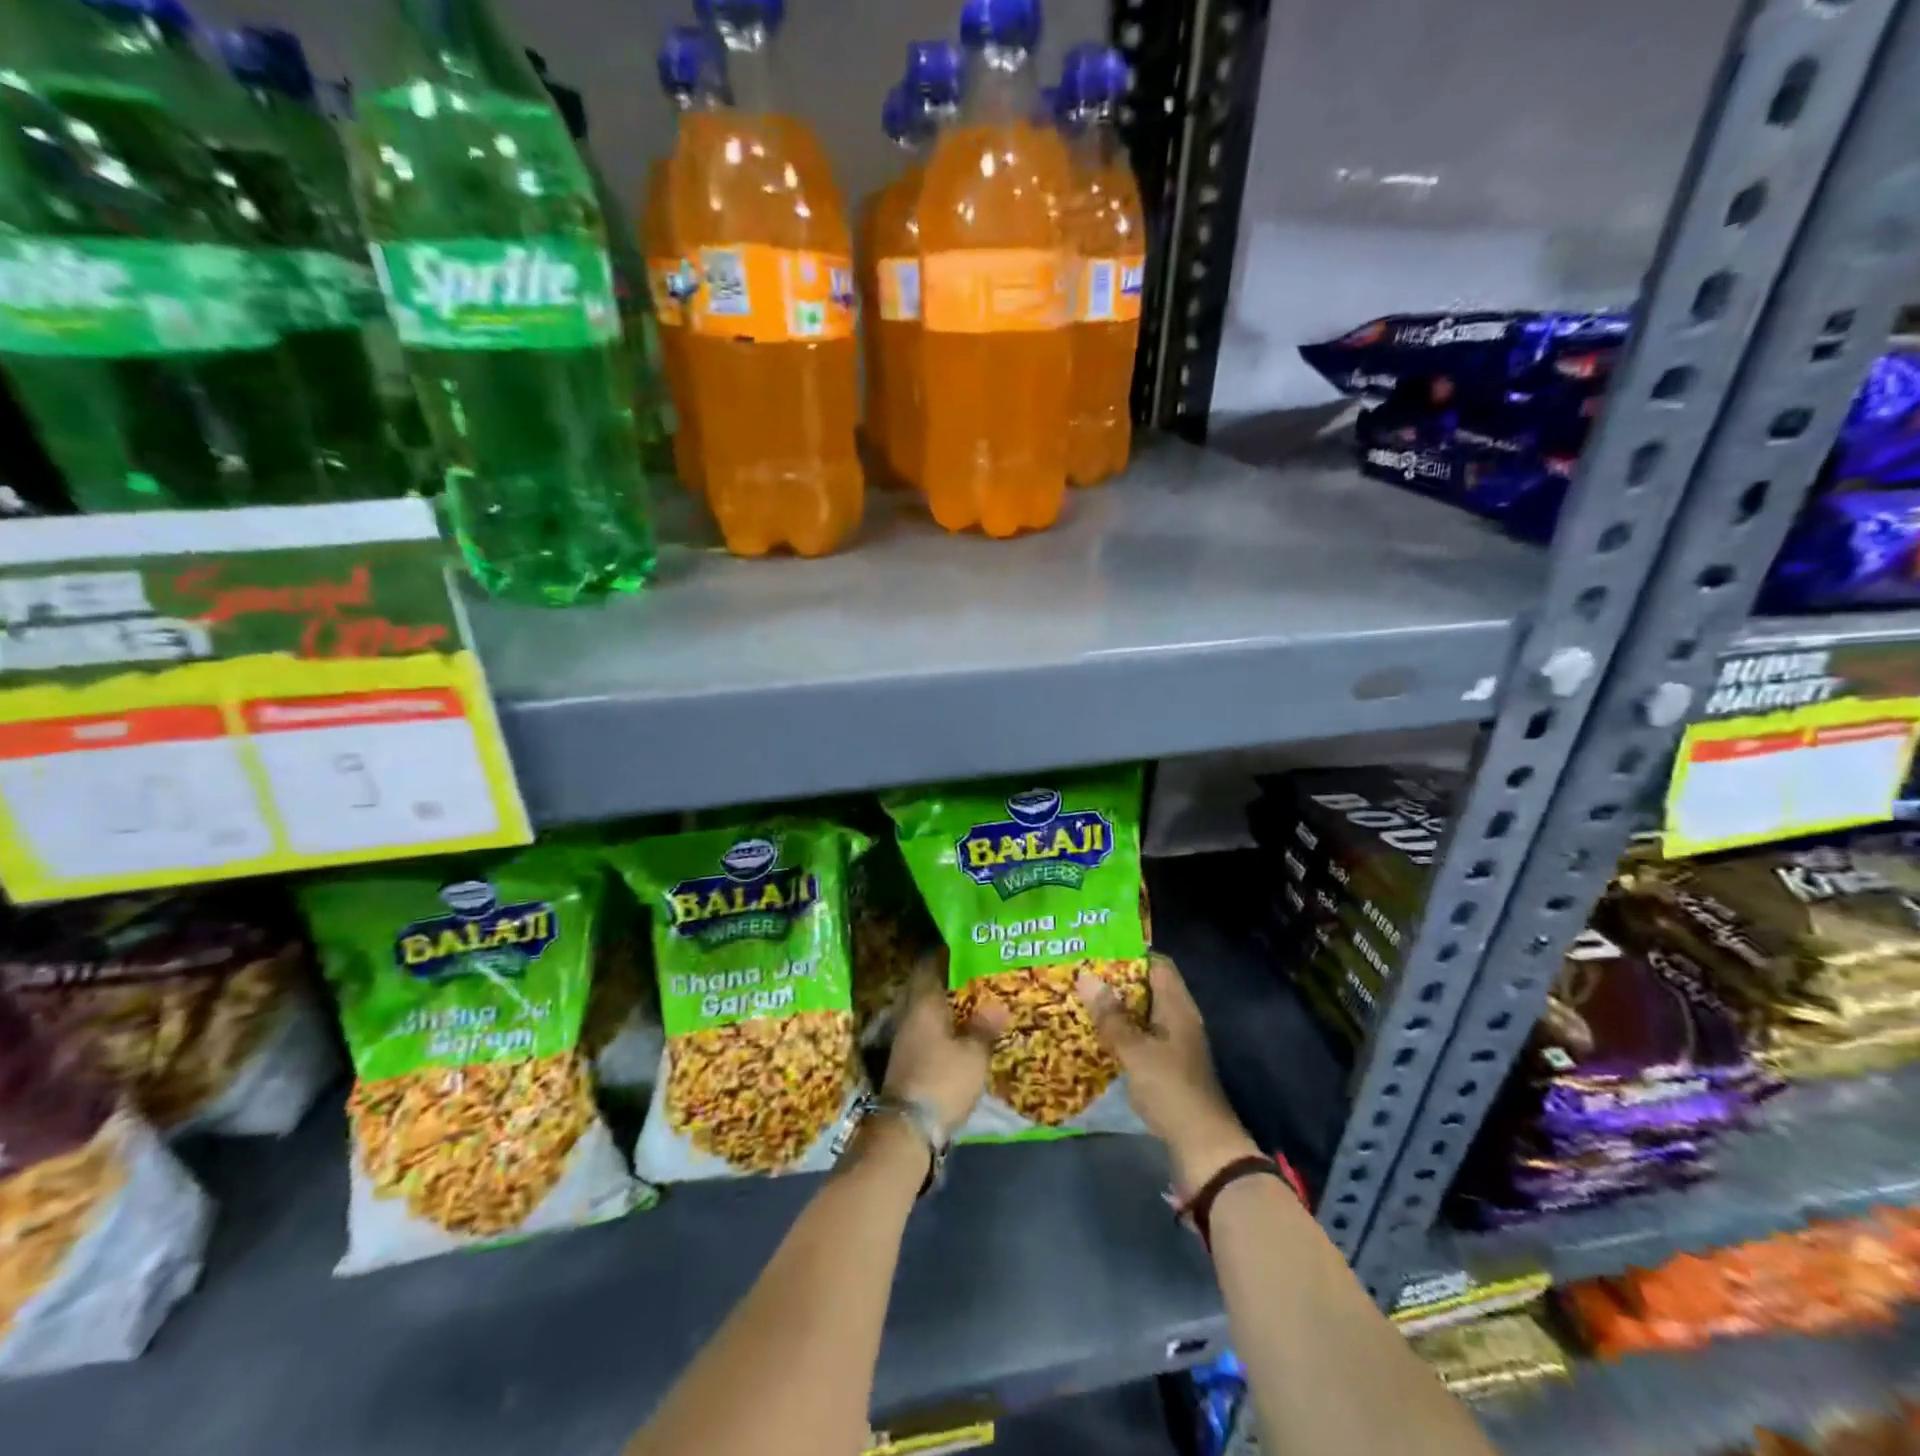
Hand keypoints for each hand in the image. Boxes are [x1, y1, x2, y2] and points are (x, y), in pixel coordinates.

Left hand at [883, 952, 1006, 1137]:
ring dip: (947, 1006)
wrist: (908, 1128)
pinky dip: (944, 1027)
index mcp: (924, 1003)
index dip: (944, 954)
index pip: (929, 966)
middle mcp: (910, 1015)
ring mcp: (906, 1039)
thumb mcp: (973, 1054)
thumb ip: (984, 1027)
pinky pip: (928, 1031)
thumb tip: (998, 1005)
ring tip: (975, 1002)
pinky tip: (961, 1033)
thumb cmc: (942, 1079)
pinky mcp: (908, 1061)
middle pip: (927, 988)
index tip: (964, 946)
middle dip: (948, 981)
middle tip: (976, 974)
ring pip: (927, 1011)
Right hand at [1079, 954, 1258, 1191]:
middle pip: (1148, 988)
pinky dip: (1123, 1033)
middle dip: (1117, 982)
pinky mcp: (1169, 1067)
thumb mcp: (1135, 1050)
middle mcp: (1179, 1019)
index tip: (1098, 951)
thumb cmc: (1171, 1089)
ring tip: (1082, 1001)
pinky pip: (1142, 1037)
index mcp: (1178, 1007)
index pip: (1158, 964)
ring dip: (1118, 1009)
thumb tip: (1085, 976)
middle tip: (1082, 975)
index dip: (1130, 954)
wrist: (1203, 1146)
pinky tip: (1098, 1037)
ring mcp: (1176, 1044)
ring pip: (1143, 1014)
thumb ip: (1111, 1015)